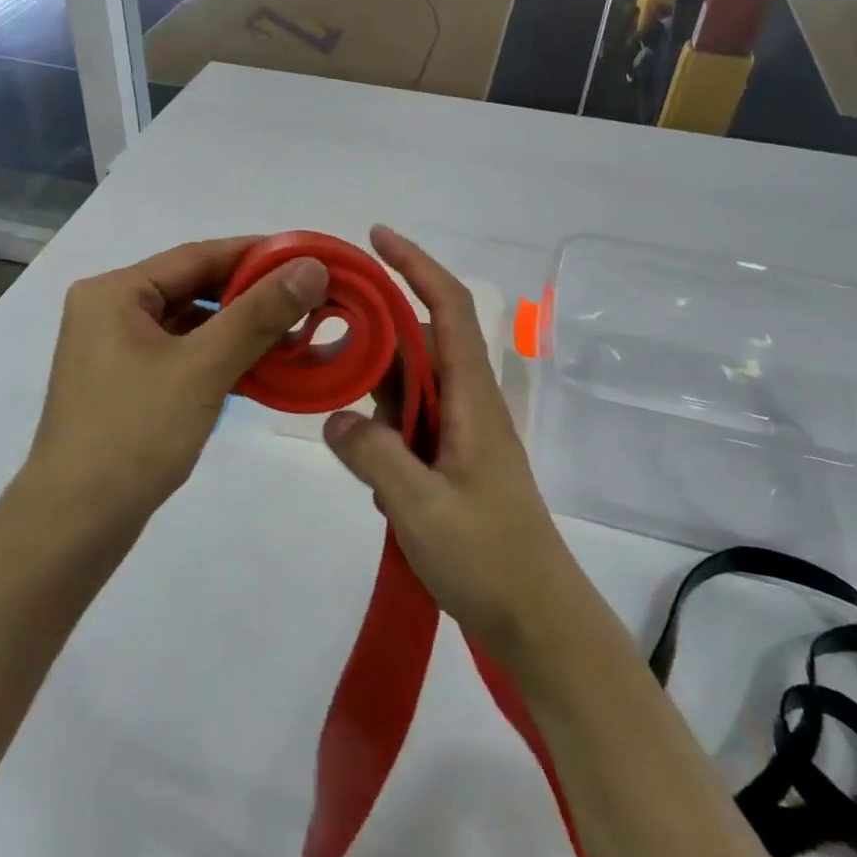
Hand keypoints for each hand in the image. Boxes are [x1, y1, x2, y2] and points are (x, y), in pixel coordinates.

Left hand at [22, 238, 328, 533]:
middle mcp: (110, 310)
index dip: (257, 254)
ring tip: (296, 335)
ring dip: (241, 329)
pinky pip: (183, 354)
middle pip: (194, 287)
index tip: (308, 258)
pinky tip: (263, 368)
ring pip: (191, 324)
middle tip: (310, 299)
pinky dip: (221, 357)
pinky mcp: (126, 383)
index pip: (198, 256)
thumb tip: (311, 267)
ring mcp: (115, 350)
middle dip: (252, 296)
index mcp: (115, 292)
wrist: (74, 525)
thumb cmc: (134, 435)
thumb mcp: (202, 368)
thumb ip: (259, 314)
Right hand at [322, 227, 583, 659]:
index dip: (415, 265)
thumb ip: (375, 455)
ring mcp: (459, 435)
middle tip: (319, 332)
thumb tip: (336, 417)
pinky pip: (407, 424)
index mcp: (472, 399)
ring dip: (372, 382)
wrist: (537, 619)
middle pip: (419, 342)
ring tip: (327, 388)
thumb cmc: (489, 559)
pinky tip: (356, 453)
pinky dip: (379, 425)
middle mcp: (467, 404)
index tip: (376, 238)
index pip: (448, 308)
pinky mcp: (449, 463)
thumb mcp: (422, 507)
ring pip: (409, 384)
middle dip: (373, 327)